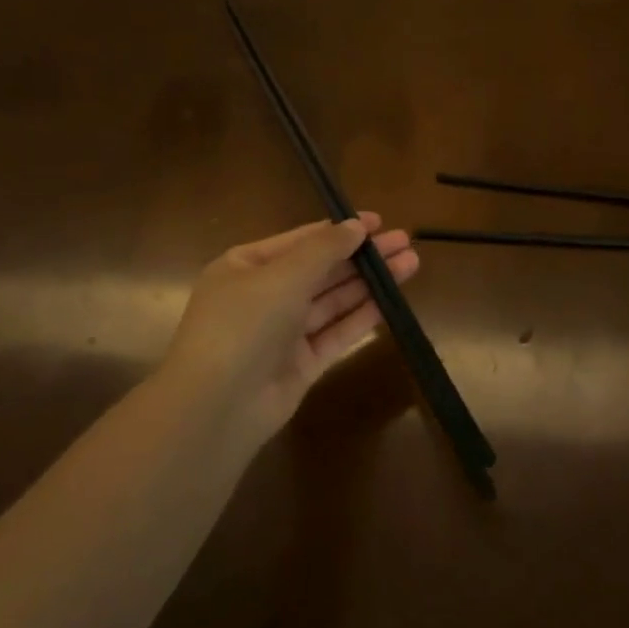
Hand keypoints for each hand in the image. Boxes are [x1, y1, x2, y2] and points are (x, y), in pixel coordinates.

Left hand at [158, 214, 418, 446]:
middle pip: (321, 269)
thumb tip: (356, 225)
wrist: (217, 405)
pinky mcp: (301, 363)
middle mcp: (264, 295)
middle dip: (362, 256)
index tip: (378, 221)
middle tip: (404, 242)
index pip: (301, 241)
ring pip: (333, 300)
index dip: (340, 230)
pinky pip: (335, 333)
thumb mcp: (283, 275)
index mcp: (246, 266)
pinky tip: (391, 302)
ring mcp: (283, 332)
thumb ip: (324, 249)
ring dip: (369, 283)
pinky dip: (361, 316)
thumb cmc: (244, 324)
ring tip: (411, 264)